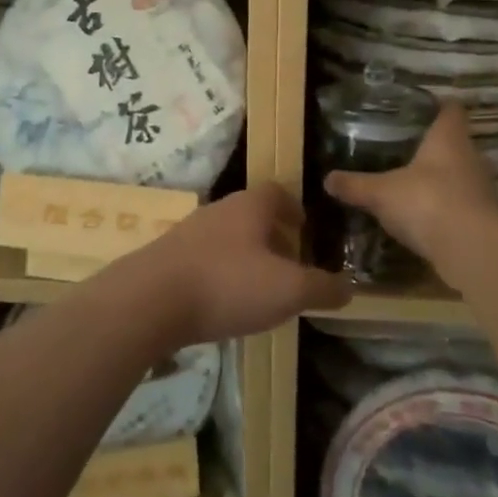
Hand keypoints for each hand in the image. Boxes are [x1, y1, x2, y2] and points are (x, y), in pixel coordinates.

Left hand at [128, 184, 349, 347]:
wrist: (148, 301)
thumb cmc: (227, 284)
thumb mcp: (288, 290)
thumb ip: (322, 288)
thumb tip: (348, 287)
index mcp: (249, 206)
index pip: (277, 192)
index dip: (294, 209)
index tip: (305, 230)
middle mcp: (218, 210)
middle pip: (251, 215)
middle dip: (272, 237)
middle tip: (289, 265)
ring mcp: (188, 233)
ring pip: (226, 238)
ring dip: (245, 257)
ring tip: (259, 288)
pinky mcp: (166, 259)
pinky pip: (203, 260)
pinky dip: (219, 274)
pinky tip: (222, 303)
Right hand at [323, 102, 497, 266]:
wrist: (471, 249)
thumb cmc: (426, 202)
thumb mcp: (381, 193)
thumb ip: (356, 185)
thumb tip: (327, 179)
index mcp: (449, 138)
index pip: (451, 110)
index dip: (437, 107)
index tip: (419, 109)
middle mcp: (471, 157)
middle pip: (456, 143)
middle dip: (434, 147)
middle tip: (405, 149)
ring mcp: (482, 188)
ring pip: (460, 175)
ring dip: (441, 180)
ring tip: (412, 183)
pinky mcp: (484, 218)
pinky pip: (460, 205)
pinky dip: (445, 208)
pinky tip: (424, 216)